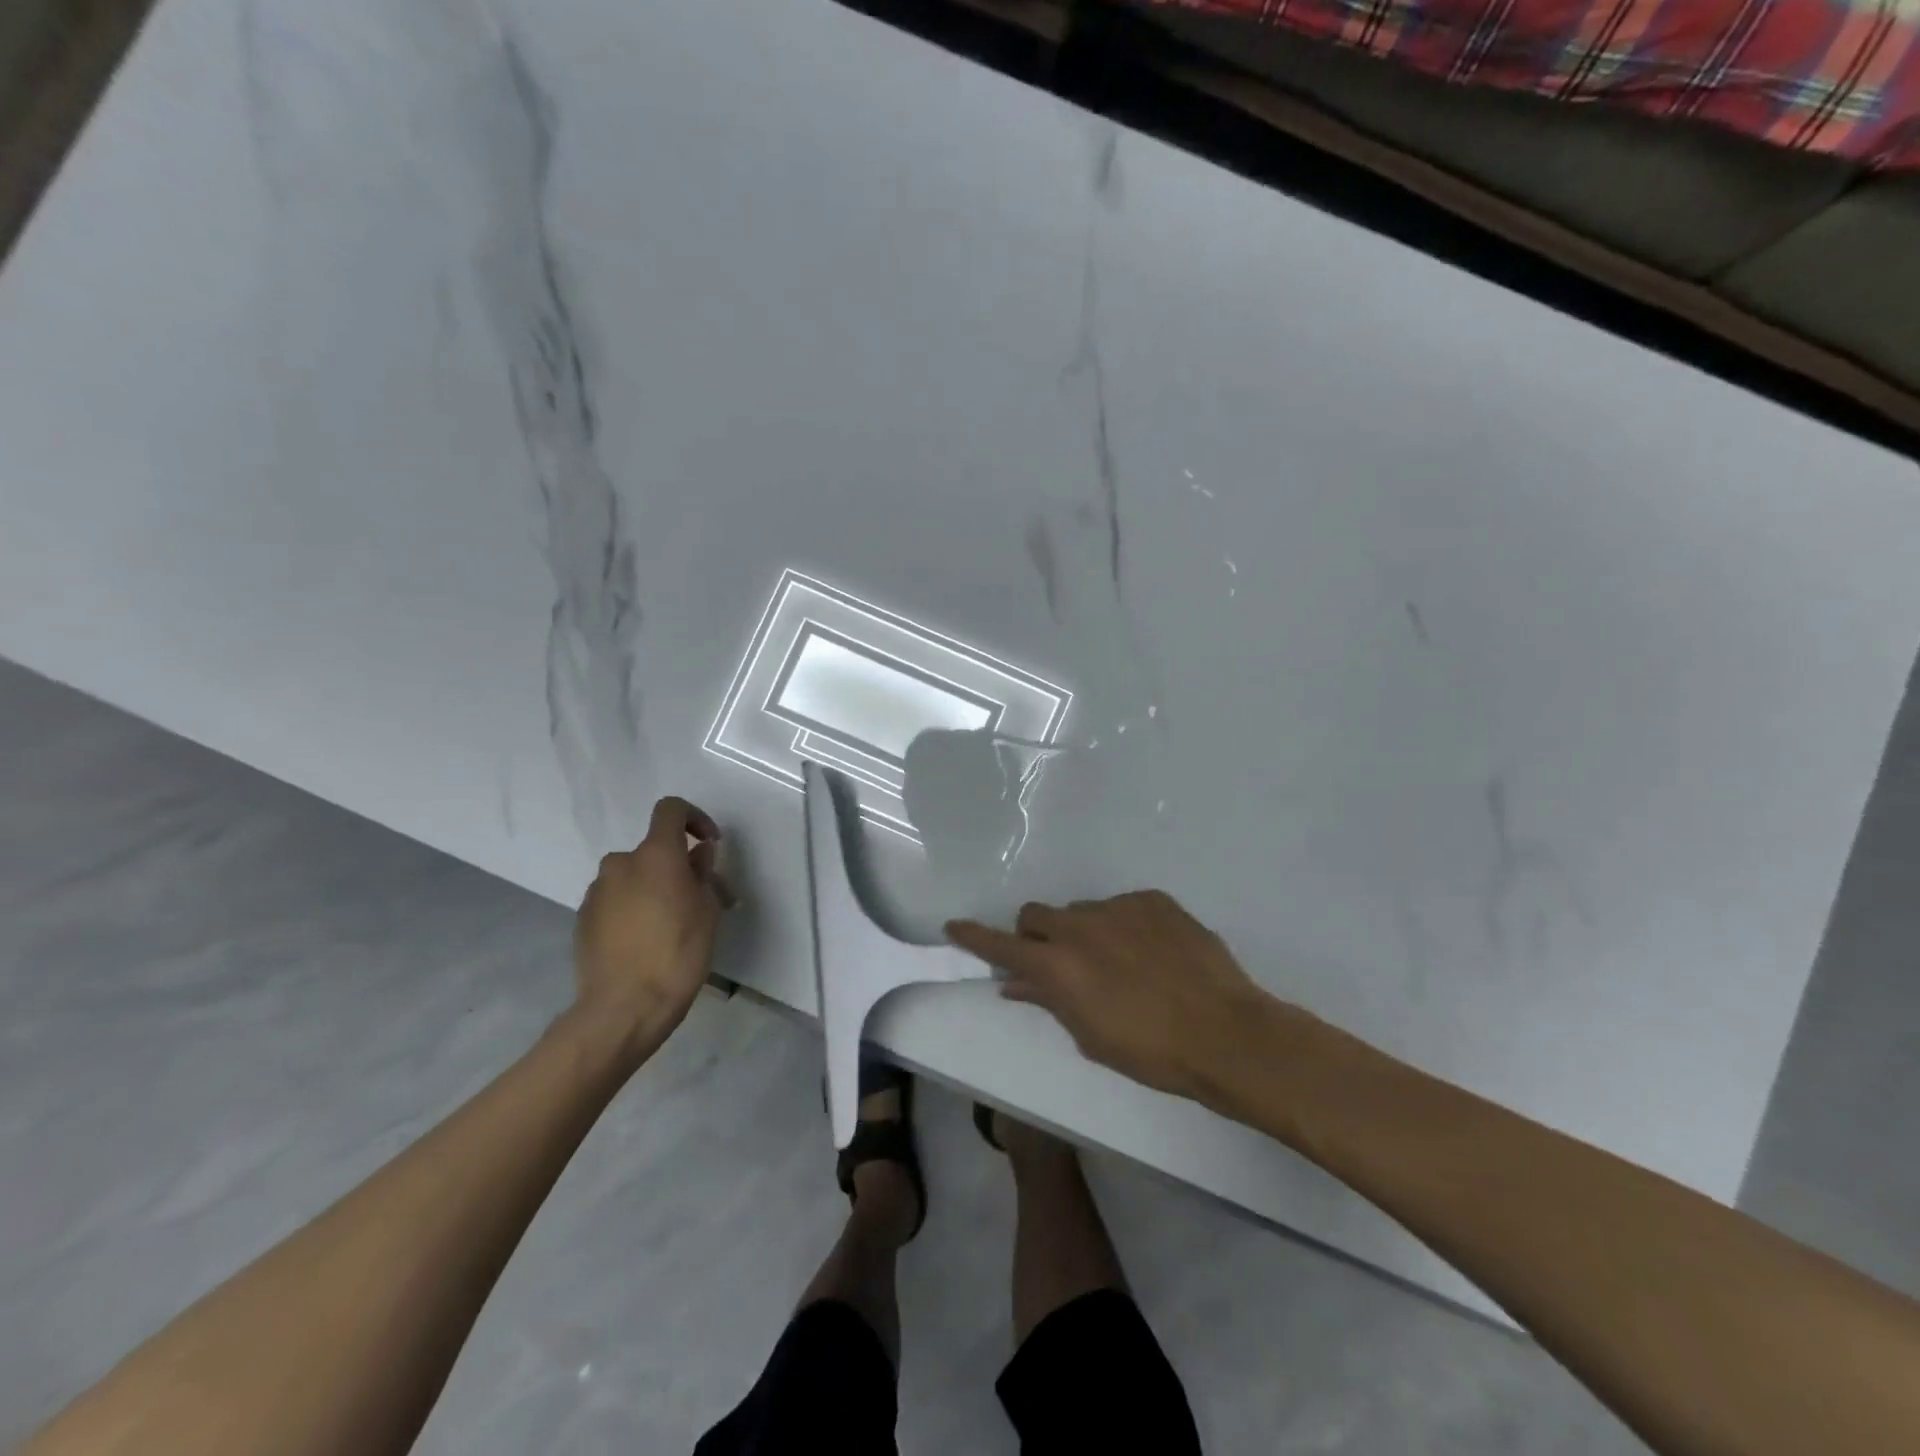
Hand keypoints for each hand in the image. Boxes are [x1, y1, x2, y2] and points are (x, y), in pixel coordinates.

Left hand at [572, 796, 732, 1053]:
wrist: (623, 1008)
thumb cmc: (678, 953)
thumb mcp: (707, 910)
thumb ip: (702, 874)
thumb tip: (697, 855)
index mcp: (655, 854)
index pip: (671, 810)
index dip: (694, 818)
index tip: (709, 845)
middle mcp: (621, 863)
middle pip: (654, 850)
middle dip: (678, 867)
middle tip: (702, 899)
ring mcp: (597, 891)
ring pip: (634, 877)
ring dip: (655, 888)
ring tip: (675, 925)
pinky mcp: (583, 919)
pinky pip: (616, 900)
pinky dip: (634, 908)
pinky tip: (647, 941)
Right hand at [946, 890, 1282, 1101]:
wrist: (1226, 1033)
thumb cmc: (1151, 1052)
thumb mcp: (1090, 1037)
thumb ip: (1048, 1001)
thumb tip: (1015, 983)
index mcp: (1058, 964)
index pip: (1002, 945)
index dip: (974, 937)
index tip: (955, 926)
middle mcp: (1080, 926)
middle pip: (1037, 915)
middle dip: (1036, 935)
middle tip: (1058, 963)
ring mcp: (1118, 907)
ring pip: (1082, 911)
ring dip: (1084, 933)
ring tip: (1118, 964)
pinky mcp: (1153, 900)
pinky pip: (1123, 907)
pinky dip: (1124, 927)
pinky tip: (1152, 954)